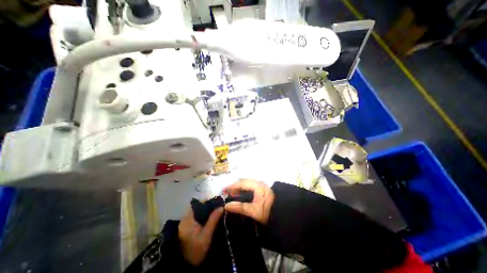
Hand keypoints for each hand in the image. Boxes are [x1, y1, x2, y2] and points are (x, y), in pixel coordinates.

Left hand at [179, 207, 224, 263]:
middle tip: (219, 207)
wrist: (185, 267)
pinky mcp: (187, 227)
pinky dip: (204, 216)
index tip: (218, 202)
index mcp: (188, 218)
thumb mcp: (206, 235)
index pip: (199, 203)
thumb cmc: (195, 250)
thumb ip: (214, 219)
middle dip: (209, 206)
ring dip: (207, 211)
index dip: (209, 201)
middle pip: (199, 207)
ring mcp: (186, 222)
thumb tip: (222, 206)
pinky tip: (211, 218)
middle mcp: (185, 218)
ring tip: (217, 211)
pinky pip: (197, 217)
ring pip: (198, 211)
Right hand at [224, 178, 272, 224]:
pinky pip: (250, 186)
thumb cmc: (268, 211)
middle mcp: (258, 183)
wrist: (282, 213)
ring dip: (239, 187)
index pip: (241, 183)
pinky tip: (241, 194)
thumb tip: (226, 206)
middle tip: (227, 192)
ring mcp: (261, 185)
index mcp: (256, 186)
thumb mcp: (253, 211)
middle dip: (235, 186)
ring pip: (247, 183)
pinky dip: (244, 189)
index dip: (232, 186)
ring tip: (233, 194)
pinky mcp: (262, 189)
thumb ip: (240, 207)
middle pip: (244, 181)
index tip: (223, 190)